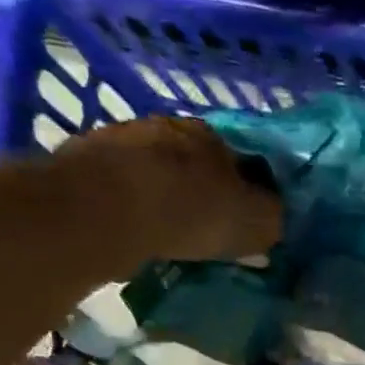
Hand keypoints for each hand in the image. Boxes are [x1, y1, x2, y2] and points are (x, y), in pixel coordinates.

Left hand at [55, 116, 280, 265]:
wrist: (101, 208)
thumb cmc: (189, 211)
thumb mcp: (254, 223)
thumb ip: (273, 220)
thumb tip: (275, 221)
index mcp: (215, 134)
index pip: (247, 160)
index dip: (255, 193)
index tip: (254, 222)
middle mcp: (170, 127)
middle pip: (200, 164)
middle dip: (209, 194)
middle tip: (215, 232)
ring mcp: (124, 141)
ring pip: (161, 174)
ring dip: (170, 200)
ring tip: (175, 237)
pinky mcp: (88, 164)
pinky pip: (126, 190)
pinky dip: (137, 210)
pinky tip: (141, 235)